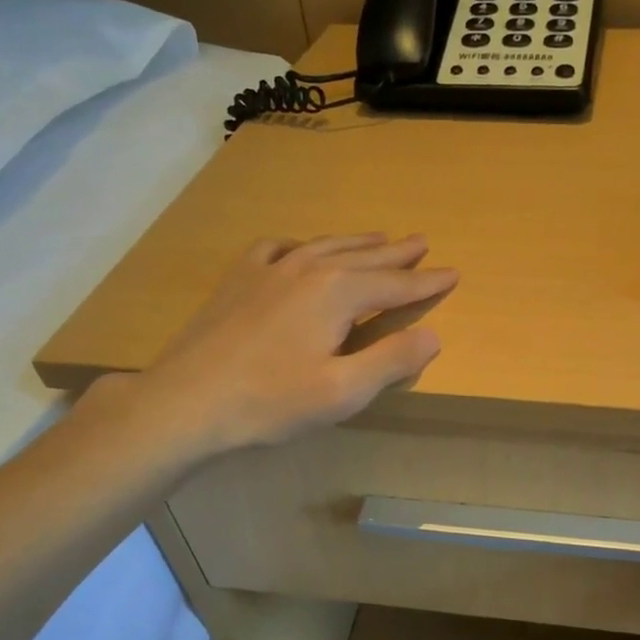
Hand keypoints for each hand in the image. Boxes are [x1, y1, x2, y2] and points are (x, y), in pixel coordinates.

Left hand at [97, 233, 456, 461]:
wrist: (186, 400)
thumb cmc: (270, 401)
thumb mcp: (343, 391)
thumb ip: (392, 360)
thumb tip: (433, 334)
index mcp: (337, 292)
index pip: (395, 284)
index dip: (426, 282)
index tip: (453, 273)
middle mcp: (307, 268)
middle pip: (363, 257)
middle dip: (397, 253)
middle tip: (423, 242)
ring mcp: (268, 269)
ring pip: (325, 246)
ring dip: (357, 243)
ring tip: (379, 238)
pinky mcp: (239, 280)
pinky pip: (278, 248)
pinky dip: (302, 245)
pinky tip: (301, 248)